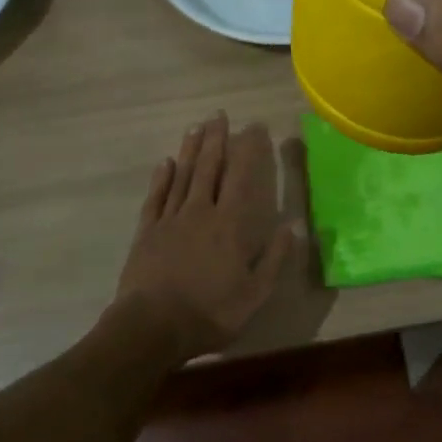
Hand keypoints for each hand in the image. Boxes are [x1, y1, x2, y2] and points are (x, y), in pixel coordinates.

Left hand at [113, 113, 303, 360]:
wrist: (151, 327)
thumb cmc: (209, 312)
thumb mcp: (254, 294)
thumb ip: (275, 258)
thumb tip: (295, 226)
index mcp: (229, 225)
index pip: (241, 178)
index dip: (248, 151)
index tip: (253, 126)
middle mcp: (200, 213)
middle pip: (209, 168)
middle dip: (216, 139)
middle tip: (219, 114)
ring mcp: (170, 220)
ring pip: (182, 176)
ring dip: (191, 150)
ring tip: (197, 127)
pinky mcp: (146, 232)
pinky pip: (156, 198)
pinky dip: (161, 178)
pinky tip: (165, 162)